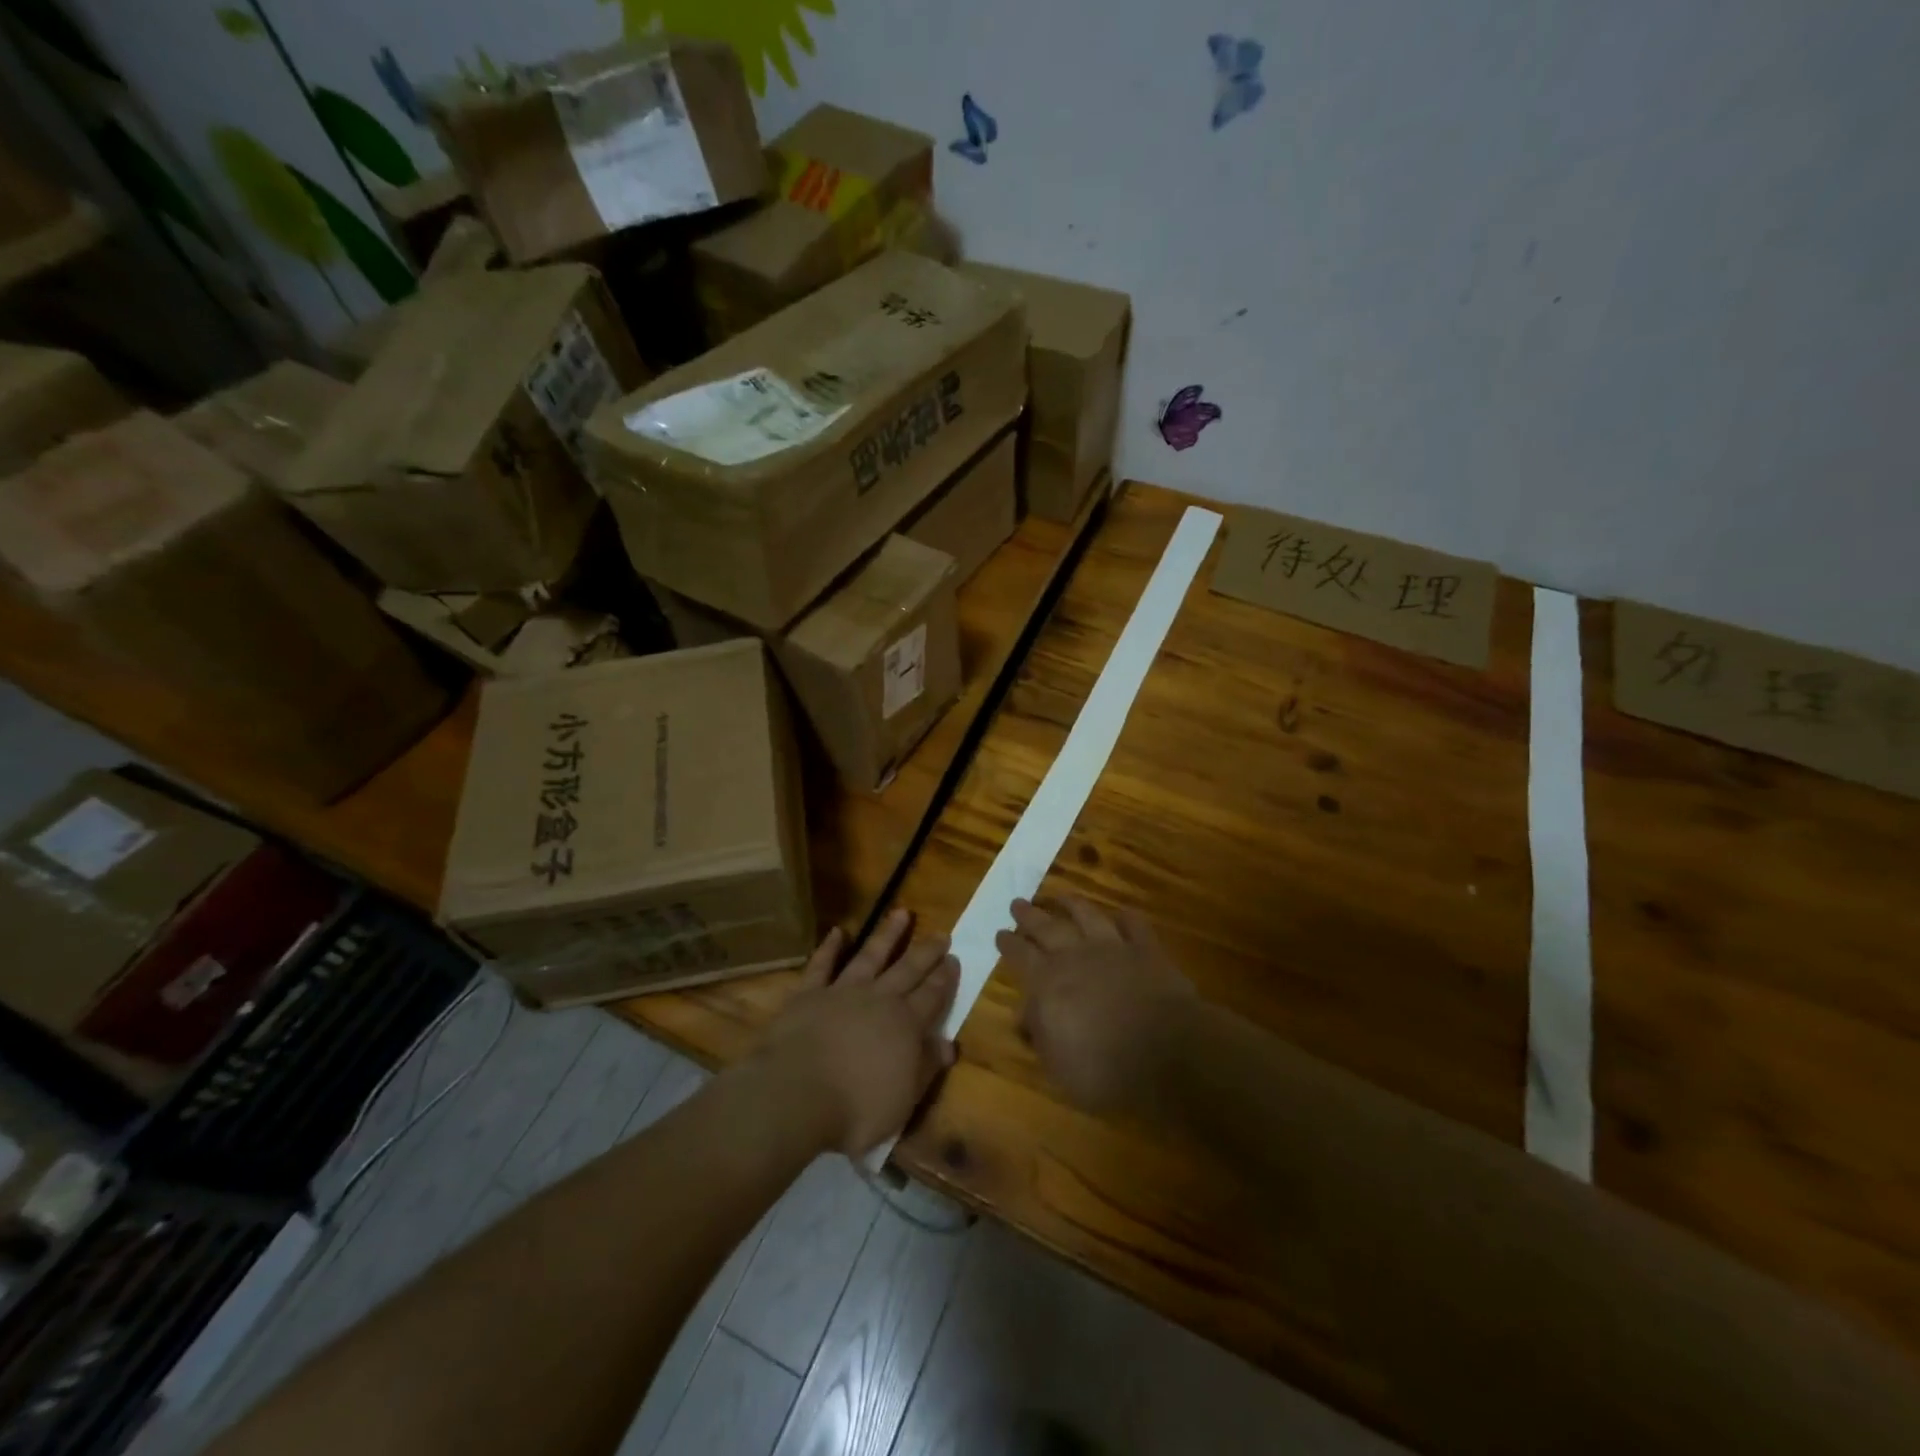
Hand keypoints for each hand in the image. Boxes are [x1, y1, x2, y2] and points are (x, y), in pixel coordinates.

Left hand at [751, 909, 959, 1157]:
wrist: (797, 1094)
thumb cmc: (856, 1108)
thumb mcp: (903, 1100)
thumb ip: (926, 1068)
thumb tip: (949, 1044)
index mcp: (906, 1026)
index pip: (932, 996)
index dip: (945, 978)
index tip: (954, 959)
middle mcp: (879, 1000)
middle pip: (908, 970)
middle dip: (926, 952)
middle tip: (941, 934)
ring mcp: (843, 992)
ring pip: (871, 956)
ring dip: (887, 934)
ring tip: (901, 912)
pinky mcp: (810, 994)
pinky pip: (822, 965)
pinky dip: (830, 948)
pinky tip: (838, 932)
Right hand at [995, 896, 1196, 1115]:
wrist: (1167, 1053)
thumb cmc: (1104, 1069)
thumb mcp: (1057, 1066)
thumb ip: (1039, 1034)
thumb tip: (1025, 1015)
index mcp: (1048, 983)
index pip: (1020, 955)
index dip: (1009, 943)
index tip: (1000, 932)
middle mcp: (1076, 956)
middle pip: (1047, 928)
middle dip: (1030, 915)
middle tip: (1018, 902)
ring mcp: (1113, 948)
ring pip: (1088, 916)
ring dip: (1072, 904)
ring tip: (1061, 895)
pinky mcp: (1148, 951)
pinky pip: (1134, 926)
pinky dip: (1126, 918)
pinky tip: (1122, 913)